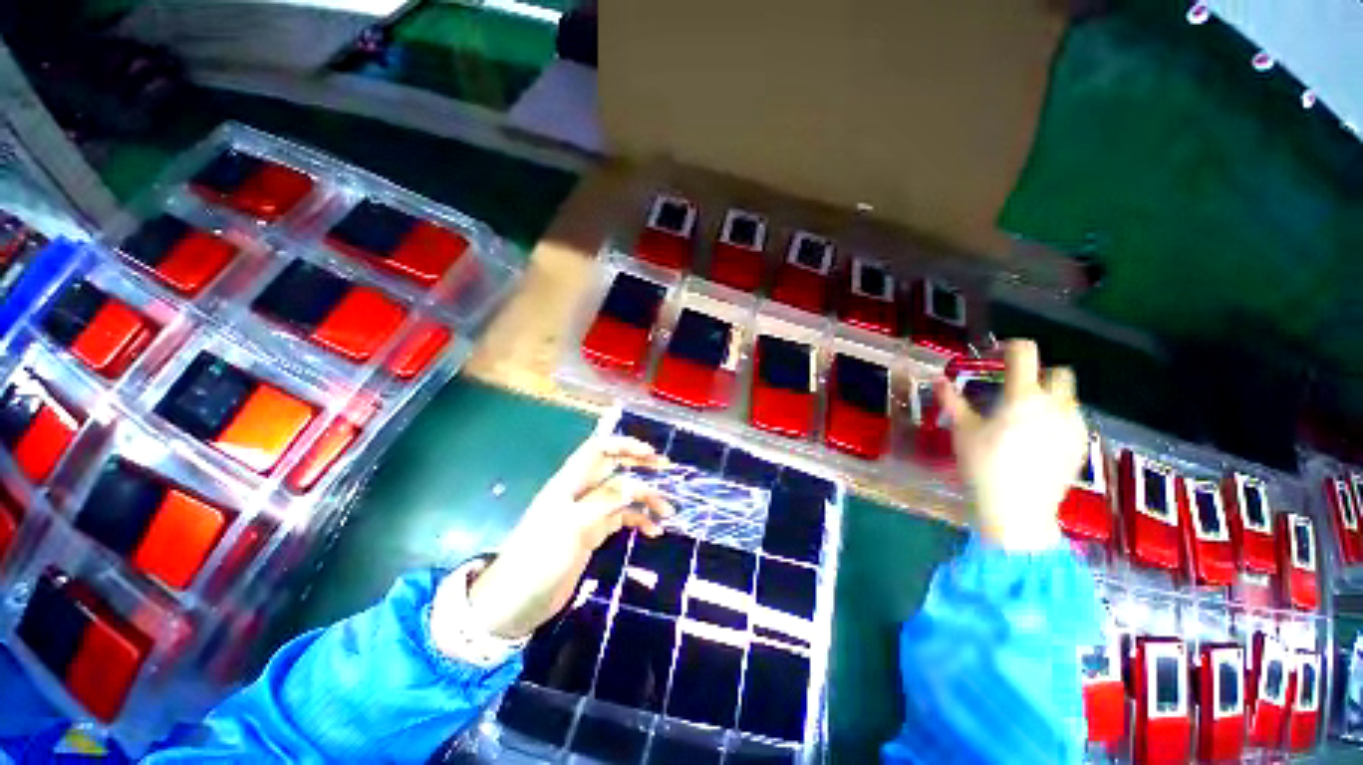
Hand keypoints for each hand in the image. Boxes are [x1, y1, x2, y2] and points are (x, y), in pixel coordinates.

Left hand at [454, 436, 674, 639]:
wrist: (517, 603)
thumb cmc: (540, 558)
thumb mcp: (574, 526)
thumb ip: (606, 501)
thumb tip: (637, 484)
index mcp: (570, 482)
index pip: (598, 449)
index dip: (624, 444)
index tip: (650, 452)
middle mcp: (581, 492)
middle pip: (614, 468)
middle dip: (640, 465)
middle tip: (666, 468)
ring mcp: (588, 513)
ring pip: (622, 495)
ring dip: (645, 499)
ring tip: (668, 511)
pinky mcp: (592, 533)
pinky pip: (621, 519)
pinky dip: (639, 521)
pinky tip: (654, 531)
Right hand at [938, 340, 1086, 551]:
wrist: (1018, 508)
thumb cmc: (984, 464)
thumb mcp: (962, 430)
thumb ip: (952, 401)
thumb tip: (938, 380)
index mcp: (1023, 396)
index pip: (1025, 354)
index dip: (1012, 347)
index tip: (999, 354)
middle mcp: (1055, 404)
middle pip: (1059, 373)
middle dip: (1041, 373)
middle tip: (1016, 389)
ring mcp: (1072, 425)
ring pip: (1068, 398)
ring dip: (1050, 398)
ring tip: (1026, 418)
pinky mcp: (1080, 445)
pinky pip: (1073, 420)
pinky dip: (1058, 420)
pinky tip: (1039, 439)